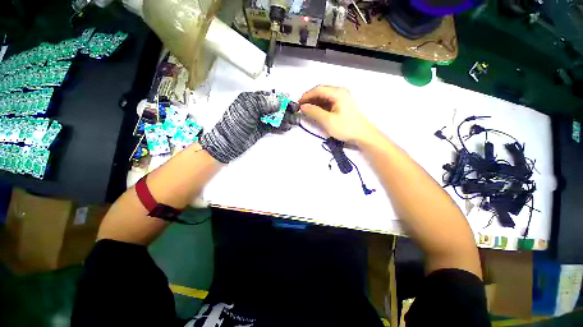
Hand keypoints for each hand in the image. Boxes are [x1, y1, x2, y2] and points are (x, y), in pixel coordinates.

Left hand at [200, 91, 295, 162]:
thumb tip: (278, 102)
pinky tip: (287, 127)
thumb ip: (263, 103)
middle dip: (285, 109)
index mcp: (251, 99)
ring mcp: (259, 119)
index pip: (269, 96)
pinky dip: (280, 126)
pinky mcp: (261, 129)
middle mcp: (256, 108)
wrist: (228, 143)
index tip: (290, 101)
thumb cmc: (235, 123)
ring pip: (275, 117)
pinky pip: (273, 126)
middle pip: (274, 106)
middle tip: (295, 112)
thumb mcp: (247, 108)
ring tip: (294, 122)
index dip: (280, 98)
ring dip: (285, 119)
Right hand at [298, 85, 376, 144]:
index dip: (306, 96)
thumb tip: (302, 107)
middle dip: (310, 99)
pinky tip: (316, 111)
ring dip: (315, 102)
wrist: (363, 135)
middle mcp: (340, 92)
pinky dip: (321, 106)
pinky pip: (329, 102)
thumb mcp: (328, 121)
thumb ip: (314, 112)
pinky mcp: (343, 104)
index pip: (318, 89)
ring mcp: (342, 98)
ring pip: (325, 97)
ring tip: (306, 110)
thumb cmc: (345, 127)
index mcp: (338, 93)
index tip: (297, 103)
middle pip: (321, 91)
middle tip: (301, 107)